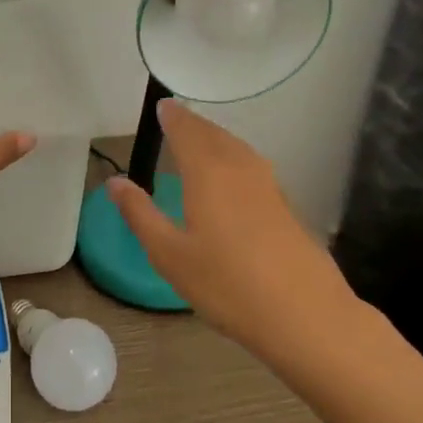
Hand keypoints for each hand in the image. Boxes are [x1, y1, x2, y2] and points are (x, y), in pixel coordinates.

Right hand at [106, 100, 360, 358]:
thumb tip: (115, 182)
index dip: (173, 117)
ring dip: (216, 138)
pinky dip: (234, 157)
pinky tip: (231, 177)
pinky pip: (252, 166)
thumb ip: (140, 214)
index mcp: (208, 174)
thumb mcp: (169, 254)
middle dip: (193, 123)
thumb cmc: (227, 285)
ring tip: (200, 141)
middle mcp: (240, 169)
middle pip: (214, 135)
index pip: (187, 132)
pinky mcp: (286, 207)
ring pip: (237, 149)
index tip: (162, 106)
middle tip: (176, 118)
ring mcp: (268, 187)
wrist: (307, 316)